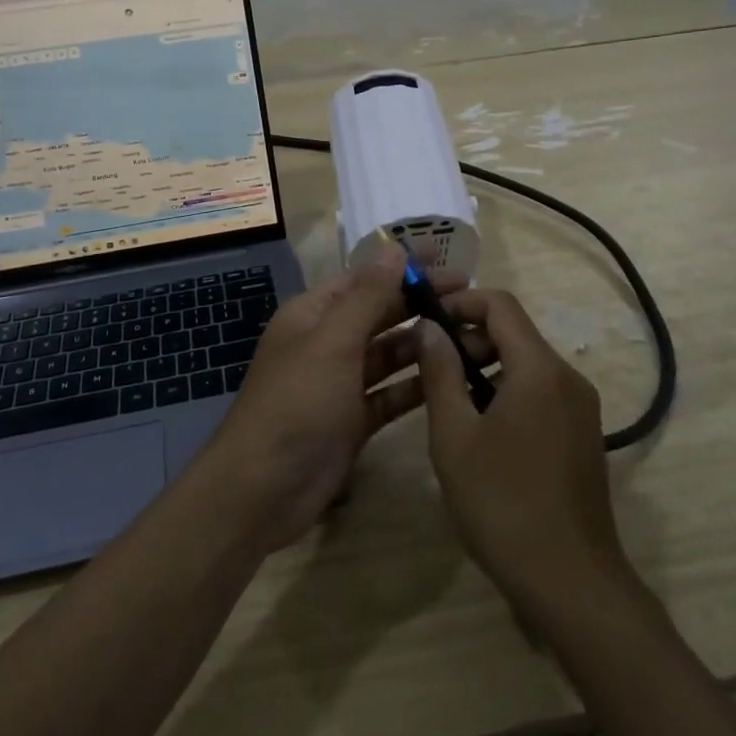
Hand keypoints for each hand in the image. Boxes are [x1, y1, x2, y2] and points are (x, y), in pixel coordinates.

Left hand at [200, 245, 465, 547]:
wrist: (262, 489)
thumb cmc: (295, 403)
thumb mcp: (332, 342)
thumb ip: (367, 296)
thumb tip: (393, 246)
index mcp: (313, 315)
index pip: (364, 279)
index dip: (403, 267)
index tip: (446, 259)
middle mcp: (327, 343)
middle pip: (380, 315)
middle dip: (420, 304)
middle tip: (471, 298)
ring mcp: (341, 384)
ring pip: (390, 355)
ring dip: (425, 345)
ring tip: (473, 337)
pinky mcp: (354, 420)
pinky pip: (391, 394)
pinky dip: (417, 386)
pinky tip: (453, 378)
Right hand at [416, 290, 631, 612]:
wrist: (571, 583)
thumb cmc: (503, 504)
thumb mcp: (454, 435)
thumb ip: (440, 372)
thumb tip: (430, 327)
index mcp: (540, 369)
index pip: (500, 304)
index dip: (460, 303)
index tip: (424, 322)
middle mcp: (568, 378)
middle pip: (514, 333)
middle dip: (468, 339)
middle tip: (429, 368)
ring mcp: (580, 408)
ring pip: (526, 364)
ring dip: (483, 368)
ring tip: (447, 402)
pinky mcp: (582, 434)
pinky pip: (540, 392)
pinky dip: (506, 392)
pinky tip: (479, 431)